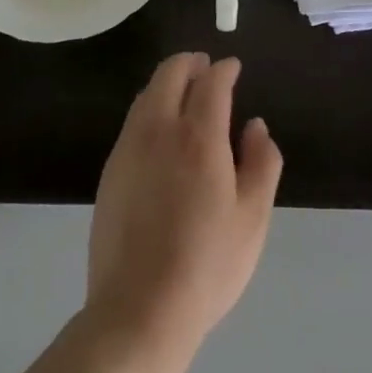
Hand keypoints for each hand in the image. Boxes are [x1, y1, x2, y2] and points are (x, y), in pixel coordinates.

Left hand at [86, 54, 282, 367]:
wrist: (138, 309)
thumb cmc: (207, 264)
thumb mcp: (253, 218)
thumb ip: (261, 162)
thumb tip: (255, 126)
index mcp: (199, 135)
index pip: (211, 81)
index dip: (225, 69)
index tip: (233, 67)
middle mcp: (159, 129)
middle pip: (170, 73)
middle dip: (190, 63)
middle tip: (206, 67)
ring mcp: (129, 147)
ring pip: (147, 94)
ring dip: (168, 83)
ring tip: (185, 94)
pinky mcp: (110, 169)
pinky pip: (133, 121)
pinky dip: (151, 108)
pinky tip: (161, 132)